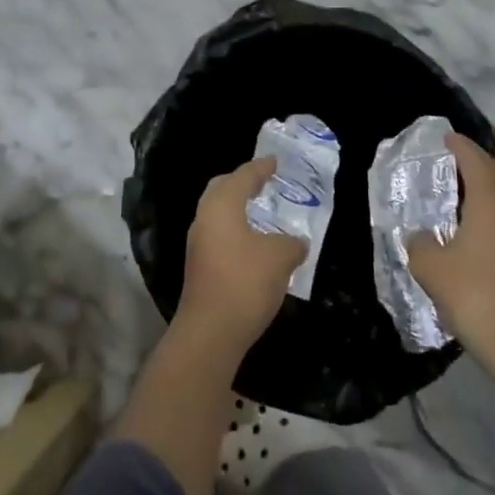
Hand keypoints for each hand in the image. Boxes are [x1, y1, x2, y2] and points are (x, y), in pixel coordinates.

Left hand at [176, 157, 306, 356]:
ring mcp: (198, 244)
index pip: (242, 176)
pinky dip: (235, 231)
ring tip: (260, 212)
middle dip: (241, 183)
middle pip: (221, 190)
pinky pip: (218, 235)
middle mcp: (204, 218)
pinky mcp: (199, 268)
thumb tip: (297, 243)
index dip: (260, 167)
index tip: (274, 161)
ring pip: (217, 214)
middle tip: (262, 182)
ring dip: (237, 209)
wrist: (210, 332)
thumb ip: (291, 244)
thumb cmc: (245, 282)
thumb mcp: (280, 258)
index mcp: (221, 205)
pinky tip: (253, 244)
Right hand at [407, 134, 494, 375]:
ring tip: (461, 189)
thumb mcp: (431, 267)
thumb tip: (420, 237)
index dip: (461, 146)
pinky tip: (474, 224)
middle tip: (453, 159)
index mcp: (490, 201)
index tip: (446, 137)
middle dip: (477, 161)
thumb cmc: (474, 293)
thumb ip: (420, 244)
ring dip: (487, 185)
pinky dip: (491, 207)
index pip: (476, 161)